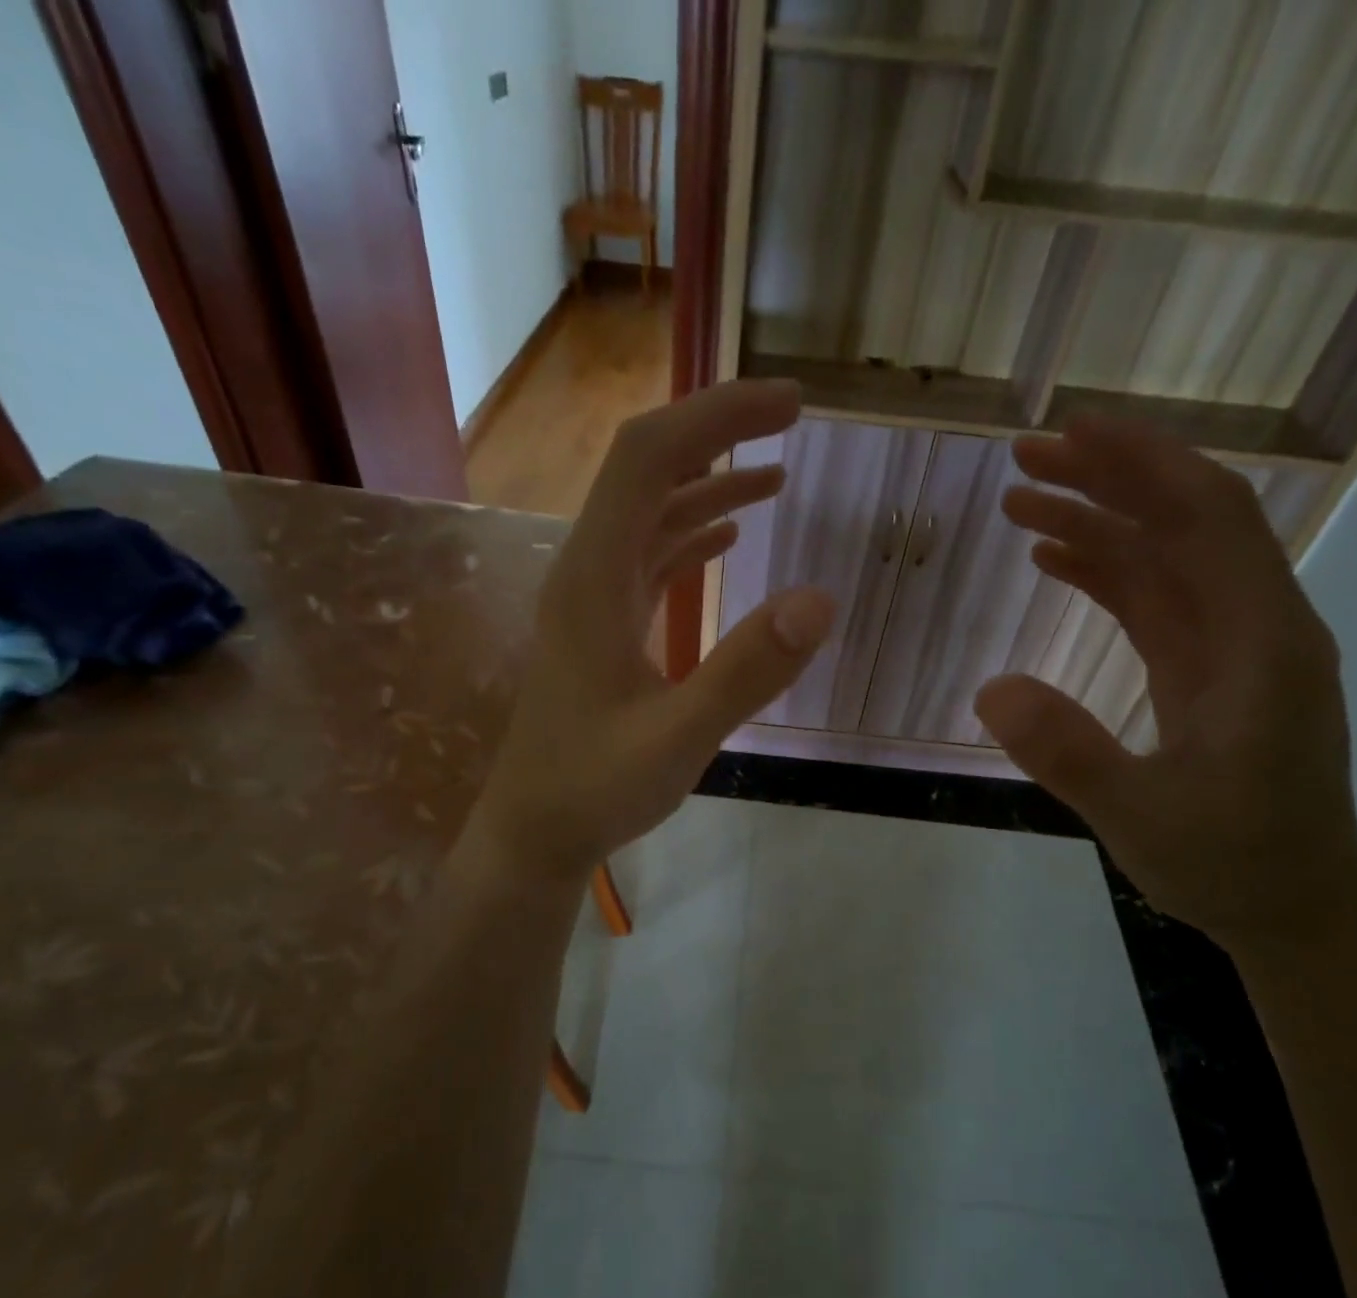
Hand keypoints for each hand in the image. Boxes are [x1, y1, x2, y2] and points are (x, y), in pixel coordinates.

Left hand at [471, 380, 835, 881]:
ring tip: (776, 474)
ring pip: (650, 513)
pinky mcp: (604, 625)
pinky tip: (730, 536)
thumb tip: (820, 600)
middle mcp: (588, 571)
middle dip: (718, 433)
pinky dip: (692, 533)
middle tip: (791, 420)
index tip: (789, 406)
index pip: (648, 458)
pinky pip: (649, 557)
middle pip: (646, 469)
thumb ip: (745, 671)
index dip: (716, 417)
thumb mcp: (677, 738)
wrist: (536, 831)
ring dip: (709, 483)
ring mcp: (594, 598)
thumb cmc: (595, 789)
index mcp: (594, 578)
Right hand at [974, 416, 1356, 955]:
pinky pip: (1152, 599)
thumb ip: (1071, 754)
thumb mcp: (1143, 818)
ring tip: (1019, 500)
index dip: (1143, 464)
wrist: (1293, 907)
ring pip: (1163, 555)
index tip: (1071, 434)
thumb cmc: (1232, 864)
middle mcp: (1255, 626)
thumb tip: (990, 688)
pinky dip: (1103, 569)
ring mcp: (1230, 646)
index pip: (1210, 519)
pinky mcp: (1204, 667)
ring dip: (1097, 519)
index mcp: (1262, 644)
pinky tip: (1052, 557)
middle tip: (1022, 459)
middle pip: (1184, 520)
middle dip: (1107, 477)